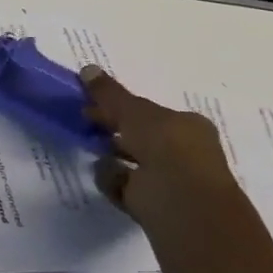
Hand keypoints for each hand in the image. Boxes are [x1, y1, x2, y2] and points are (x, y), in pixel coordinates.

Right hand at [81, 66, 248, 248]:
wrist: (182, 204)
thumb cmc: (167, 148)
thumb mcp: (134, 112)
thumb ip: (110, 94)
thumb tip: (87, 69)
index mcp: (187, 126)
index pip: (149, 112)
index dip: (120, 106)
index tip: (91, 103)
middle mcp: (182, 152)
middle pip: (139, 136)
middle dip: (113, 130)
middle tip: (85, 123)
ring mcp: (168, 180)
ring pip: (131, 162)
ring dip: (110, 156)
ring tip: (91, 150)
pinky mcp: (152, 203)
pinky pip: (123, 186)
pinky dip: (112, 179)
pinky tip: (106, 175)